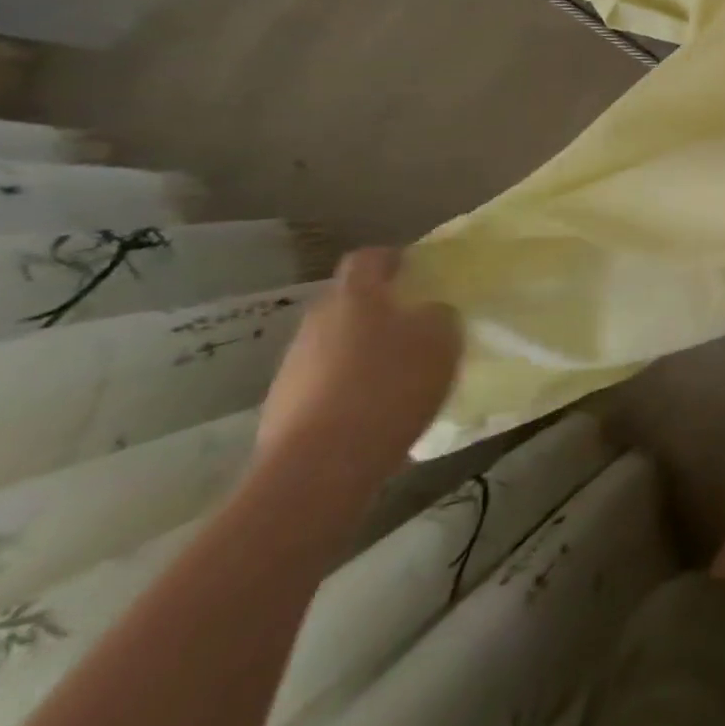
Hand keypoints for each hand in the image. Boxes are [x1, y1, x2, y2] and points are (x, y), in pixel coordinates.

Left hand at [255, 248, 462, 505]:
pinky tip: (373, 411)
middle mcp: (317, 322)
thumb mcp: (441, 339)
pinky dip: (347, 389)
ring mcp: (293, 367)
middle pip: (347, 303)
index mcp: (355, 296)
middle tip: (412, 323)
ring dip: (361, 351)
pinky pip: (324, 384)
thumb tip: (428, 314)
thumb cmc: (390, 384)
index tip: (415, 269)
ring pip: (334, 344)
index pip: (368, 259)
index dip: (391, 259)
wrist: (320, 466)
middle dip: (377, 309)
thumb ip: (438, 316)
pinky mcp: (282, 409)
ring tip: (395, 373)